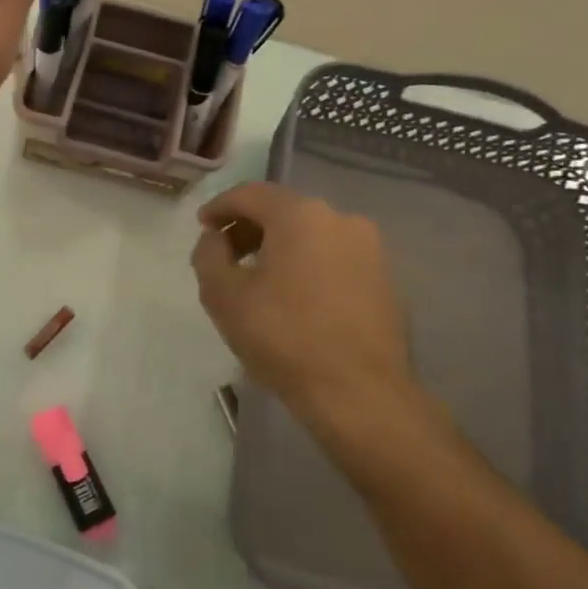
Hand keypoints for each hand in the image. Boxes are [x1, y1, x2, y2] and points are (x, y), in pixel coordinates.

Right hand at [191, 181, 440, 459]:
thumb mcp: (223, 295)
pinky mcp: (385, 278)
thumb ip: (208, 255)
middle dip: (249, 227)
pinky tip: (294, 297)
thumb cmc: (284, 338)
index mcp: (300, 215)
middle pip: (283, 210)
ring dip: (279, 246)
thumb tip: (216, 239)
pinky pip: (334, 257)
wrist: (360, 394)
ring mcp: (370, 248)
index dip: (220, 207)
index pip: (250, 194)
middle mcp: (340, 218)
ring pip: (311, 233)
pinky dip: (307, 264)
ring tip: (258, 279)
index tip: (202, 227)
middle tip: (226, 255)